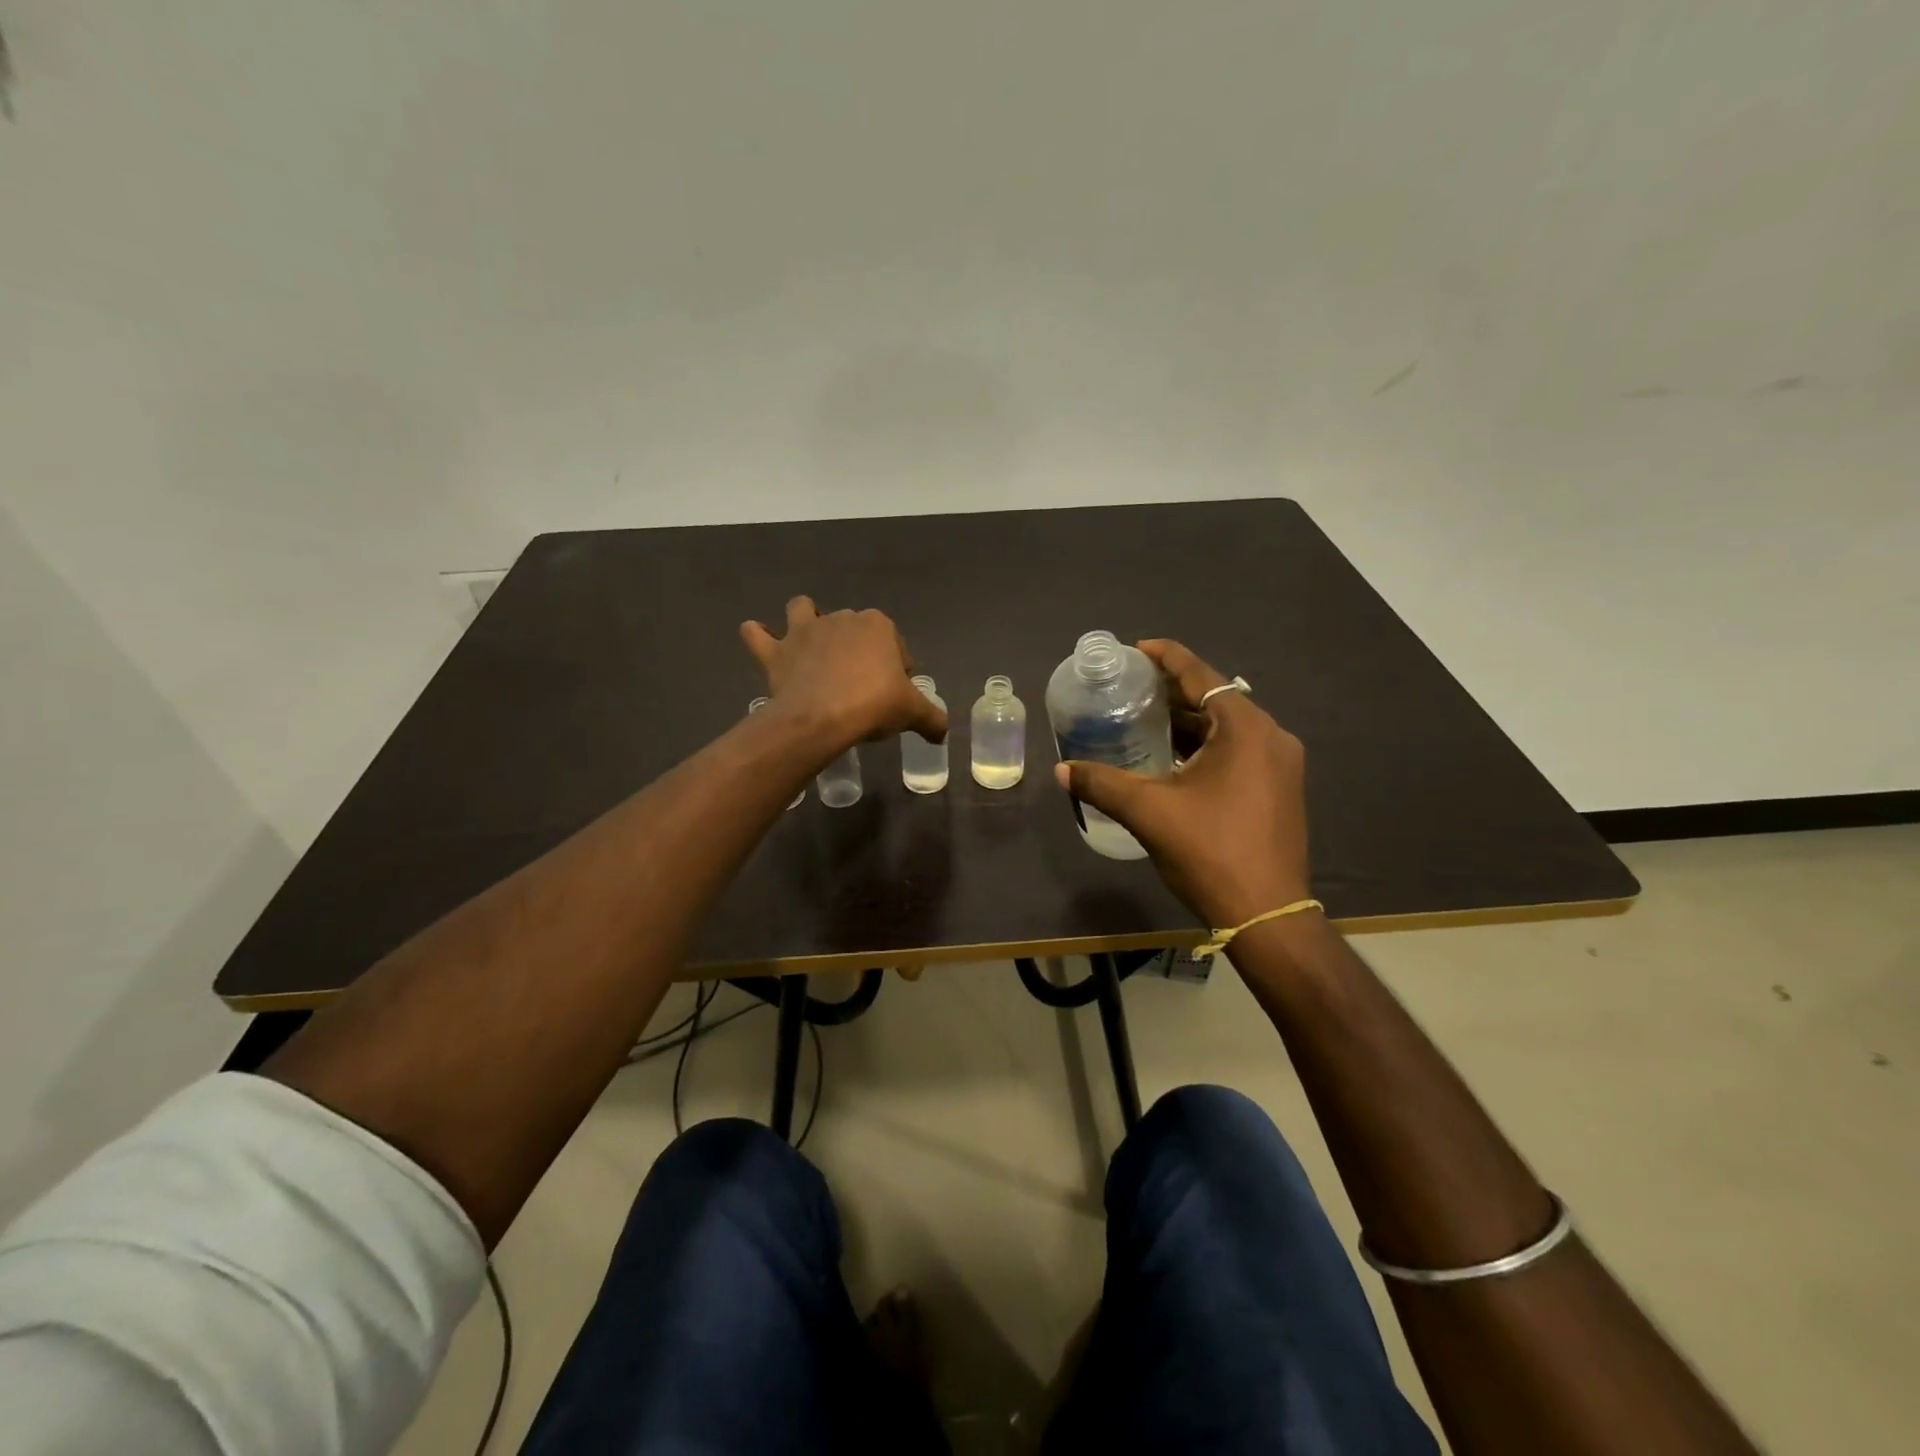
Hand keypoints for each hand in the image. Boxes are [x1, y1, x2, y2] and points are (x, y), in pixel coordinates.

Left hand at [741, 597, 947, 751]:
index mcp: (878, 625)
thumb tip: (943, 734)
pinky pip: (757, 634)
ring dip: (805, 621)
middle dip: (858, 650)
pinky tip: (761, 642)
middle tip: (861, 688)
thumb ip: (932, 719)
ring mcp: (805, 631)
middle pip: (854, 630)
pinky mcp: (777, 650)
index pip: (895, 646)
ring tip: (810, 646)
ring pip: (803, 610)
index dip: (897, 670)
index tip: (893, 695)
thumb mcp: (912, 713)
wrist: (822, 717)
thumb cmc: (873, 705)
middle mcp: (841, 618)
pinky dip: (758, 636)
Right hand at [1055, 639, 1310, 927]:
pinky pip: (1238, 750)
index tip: (1135, 649)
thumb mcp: (1148, 812)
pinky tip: (1173, 759)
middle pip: (1215, 698)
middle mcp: (1271, 737)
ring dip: (1189, 722)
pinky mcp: (1280, 789)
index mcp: (1245, 729)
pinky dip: (1205, 746)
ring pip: (1227, 727)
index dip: (1166, 657)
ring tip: (1145, 719)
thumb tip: (1062, 770)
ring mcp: (1281, 765)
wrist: (1267, 914)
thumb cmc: (1209, 851)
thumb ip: (1101, 783)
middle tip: (1131, 688)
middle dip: (1173, 692)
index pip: (1201, 675)